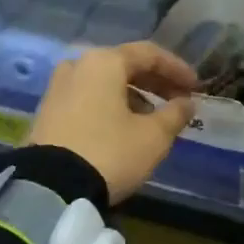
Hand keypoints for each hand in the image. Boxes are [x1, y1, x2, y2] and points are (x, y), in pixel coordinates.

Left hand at [29, 42, 198, 203]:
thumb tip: (187, 103)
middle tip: (178, 100)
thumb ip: (175, 114)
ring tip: (153, 118)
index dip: (177, 68)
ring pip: (104, 83)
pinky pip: (87, 98)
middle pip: (124, 65)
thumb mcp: (153, 137)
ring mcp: (58, 88)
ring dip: (133, 95)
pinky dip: (110, 106)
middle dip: (155, 82)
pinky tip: (124, 127)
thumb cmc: (109, 152)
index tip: (196, 86)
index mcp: (104, 62)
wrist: (49, 189)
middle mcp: (78, 65)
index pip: (149, 54)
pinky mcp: (47, 112)